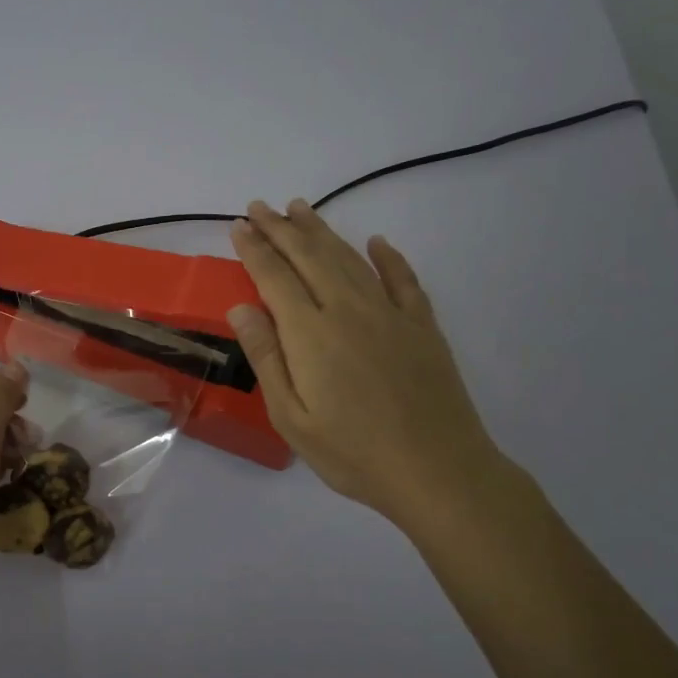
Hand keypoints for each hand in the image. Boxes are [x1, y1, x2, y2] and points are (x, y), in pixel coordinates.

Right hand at [229, 199, 513, 533]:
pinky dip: (388, 257)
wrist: (438, 471)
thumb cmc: (353, 452)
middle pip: (310, 256)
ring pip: (350, 258)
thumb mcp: (291, 418)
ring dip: (322, 231)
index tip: (239, 226)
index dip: (254, 249)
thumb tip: (241, 308)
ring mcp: (390, 314)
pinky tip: (377, 242)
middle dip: (282, 228)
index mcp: (311, 333)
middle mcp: (349, 309)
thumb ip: (266, 357)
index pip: (274, 277)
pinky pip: (403, 279)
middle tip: (261, 206)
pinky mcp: (422, 326)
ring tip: (300, 210)